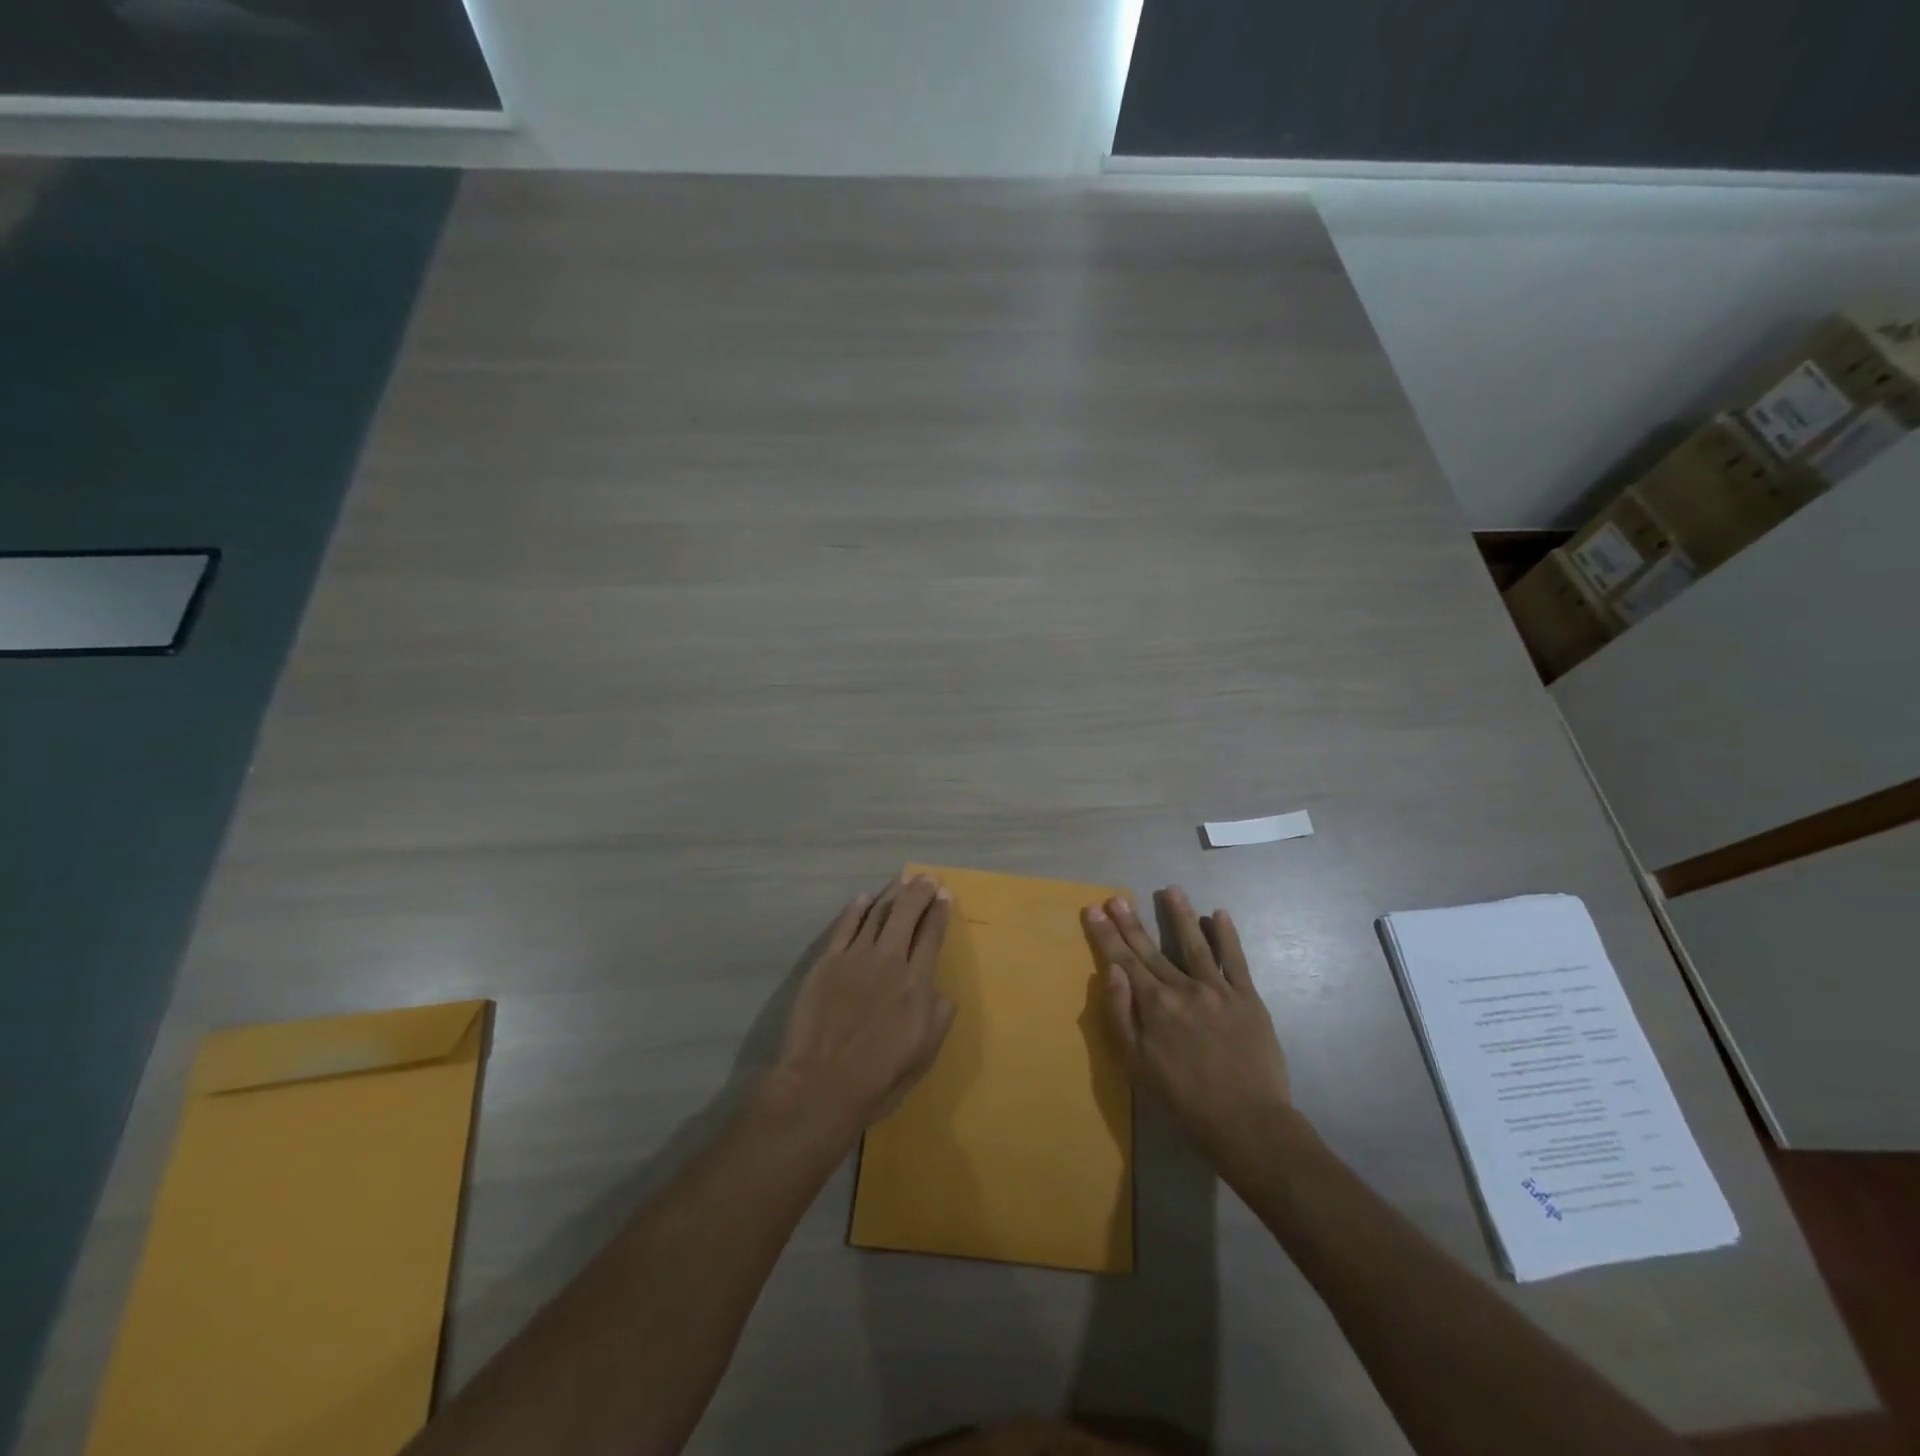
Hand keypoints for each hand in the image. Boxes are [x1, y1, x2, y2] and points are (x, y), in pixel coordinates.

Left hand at [768, 874, 956, 1138]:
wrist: (823, 1084)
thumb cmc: (880, 1076)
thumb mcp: (925, 1053)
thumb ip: (939, 1016)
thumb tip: (940, 991)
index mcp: (917, 982)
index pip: (932, 934)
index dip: (940, 912)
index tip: (945, 895)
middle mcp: (889, 960)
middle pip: (906, 914)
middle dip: (920, 892)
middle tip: (928, 878)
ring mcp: (855, 957)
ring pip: (877, 913)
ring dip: (892, 893)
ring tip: (903, 879)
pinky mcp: (828, 961)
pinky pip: (845, 926)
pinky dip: (856, 908)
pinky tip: (865, 898)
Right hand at [1082, 888, 1295, 1174]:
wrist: (1248, 1122)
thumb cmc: (1184, 1099)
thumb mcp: (1137, 1065)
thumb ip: (1121, 1015)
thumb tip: (1111, 972)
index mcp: (1154, 1005)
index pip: (1123, 961)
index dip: (1106, 935)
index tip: (1094, 910)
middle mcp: (1183, 988)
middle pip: (1151, 949)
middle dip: (1131, 922)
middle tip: (1117, 897)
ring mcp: (1218, 990)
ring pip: (1194, 944)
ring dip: (1180, 915)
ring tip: (1169, 889)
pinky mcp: (1248, 998)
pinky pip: (1236, 960)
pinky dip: (1227, 936)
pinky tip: (1219, 914)